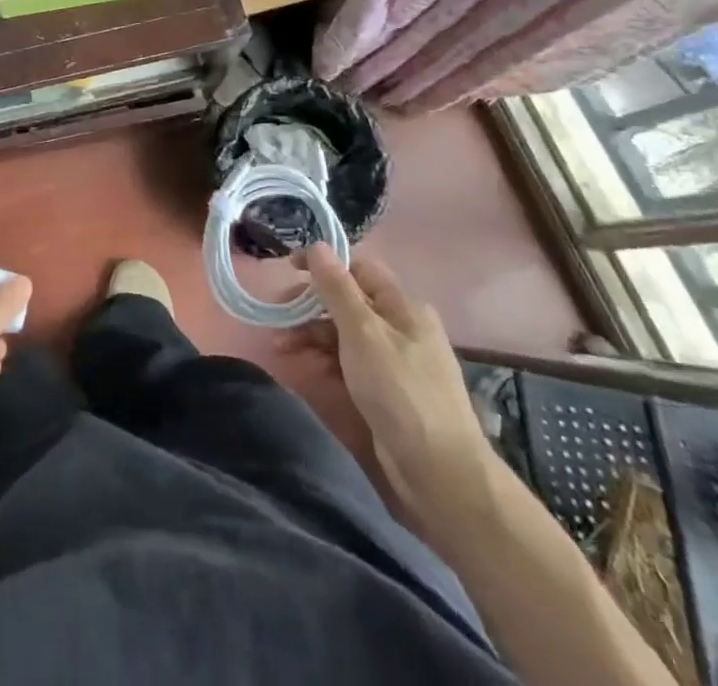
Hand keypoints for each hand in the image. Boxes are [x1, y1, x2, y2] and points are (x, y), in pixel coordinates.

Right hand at [302, 244, 495, 544]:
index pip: (358, 269)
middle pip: (347, 301)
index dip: (323, 265)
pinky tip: (306, 368)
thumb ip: (337, 288)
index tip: (288, 271)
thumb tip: (318, 245)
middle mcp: (401, 327)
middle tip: (277, 317)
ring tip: (281, 349)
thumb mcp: (362, 332)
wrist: (440, 473)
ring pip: (345, 333)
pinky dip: (326, 360)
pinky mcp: (387, 391)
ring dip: (312, 335)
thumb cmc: (400, 391)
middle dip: (310, 306)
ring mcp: (395, 361)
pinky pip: (350, 363)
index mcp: (403, 306)